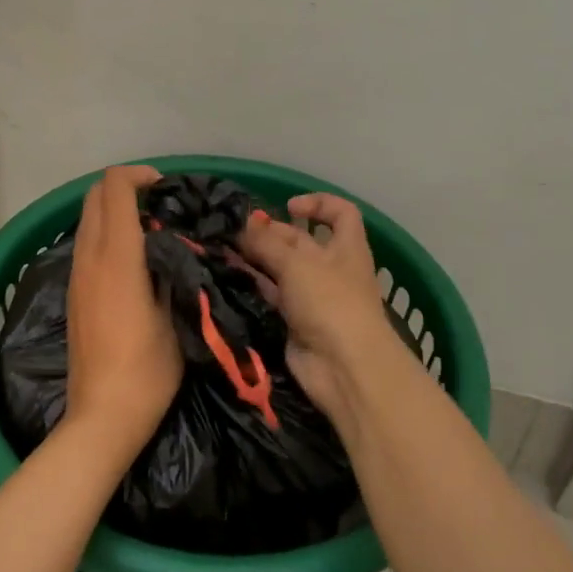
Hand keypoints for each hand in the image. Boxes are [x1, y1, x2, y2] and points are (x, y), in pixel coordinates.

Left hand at [63, 166, 181, 458]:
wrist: (102, 418)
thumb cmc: (147, 370)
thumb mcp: (173, 316)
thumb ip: (169, 269)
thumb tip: (171, 242)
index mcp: (116, 258)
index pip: (114, 189)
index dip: (139, 176)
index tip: (167, 188)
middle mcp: (88, 258)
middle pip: (94, 196)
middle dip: (125, 187)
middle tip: (161, 204)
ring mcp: (76, 276)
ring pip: (87, 219)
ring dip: (115, 210)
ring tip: (152, 229)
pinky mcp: (73, 293)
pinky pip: (86, 243)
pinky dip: (107, 233)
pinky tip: (134, 259)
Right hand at [239, 193, 401, 422]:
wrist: (344, 368)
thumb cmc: (330, 302)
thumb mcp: (296, 264)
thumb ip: (266, 243)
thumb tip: (242, 226)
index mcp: (346, 247)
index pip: (341, 212)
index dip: (318, 203)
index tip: (288, 206)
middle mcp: (332, 268)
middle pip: (302, 241)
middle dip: (272, 234)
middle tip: (237, 232)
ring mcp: (315, 296)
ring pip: (284, 269)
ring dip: (259, 260)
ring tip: (226, 251)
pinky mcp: (297, 322)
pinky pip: (274, 296)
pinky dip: (256, 286)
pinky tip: (232, 278)